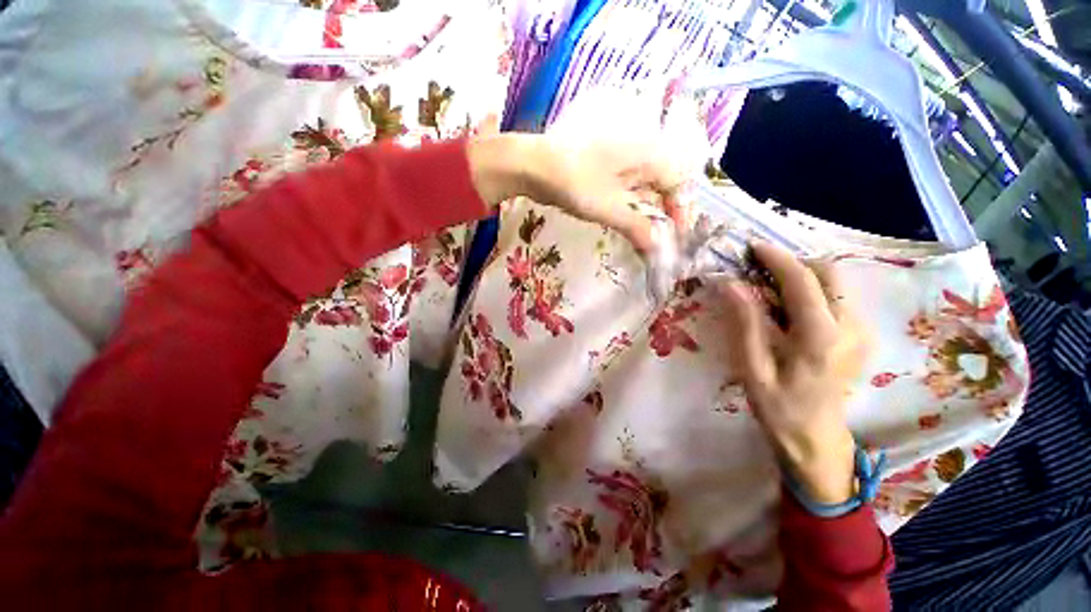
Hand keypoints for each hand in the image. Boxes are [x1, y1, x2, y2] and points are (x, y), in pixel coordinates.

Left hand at [467, 133, 686, 251]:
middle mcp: (640, 152)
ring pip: (644, 188)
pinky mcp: (605, 168)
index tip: (675, 237)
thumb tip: (657, 249)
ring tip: (645, 238)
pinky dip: (629, 207)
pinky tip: (625, 223)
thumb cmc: (576, 182)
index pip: (679, 182)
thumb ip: (637, 227)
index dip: (681, 210)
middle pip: (664, 185)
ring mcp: (621, 159)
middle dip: (664, 214)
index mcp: (649, 154)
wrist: (535, 165)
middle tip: (660, 240)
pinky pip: (626, 188)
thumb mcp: (610, 208)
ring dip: (646, 213)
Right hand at [720, 243, 868, 504]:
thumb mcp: (752, 368)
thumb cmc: (778, 407)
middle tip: (758, 269)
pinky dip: (811, 290)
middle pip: (828, 272)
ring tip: (768, 286)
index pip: (803, 280)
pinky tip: (787, 306)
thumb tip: (730, 284)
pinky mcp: (860, 335)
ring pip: (836, 283)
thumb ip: (744, 323)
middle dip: (793, 262)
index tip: (752, 246)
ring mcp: (860, 331)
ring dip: (802, 275)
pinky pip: (837, 298)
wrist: (816, 438)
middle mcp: (850, 326)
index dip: (777, 257)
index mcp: (820, 336)